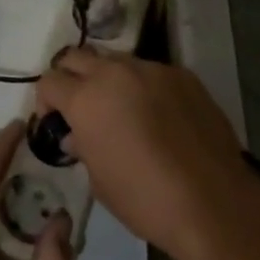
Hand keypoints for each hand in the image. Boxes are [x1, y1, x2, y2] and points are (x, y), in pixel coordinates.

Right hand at [38, 50, 259, 259]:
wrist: (214, 203)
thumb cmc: (145, 200)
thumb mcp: (99, 181)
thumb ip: (83, 147)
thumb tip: (78, 135)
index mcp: (86, 98)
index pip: (49, 81)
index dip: (45, 101)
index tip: (54, 121)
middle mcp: (115, 73)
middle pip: (76, 57)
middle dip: (70, 77)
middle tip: (78, 105)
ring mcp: (152, 70)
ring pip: (116, 60)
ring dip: (108, 79)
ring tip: (121, 109)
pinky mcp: (183, 76)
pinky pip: (152, 72)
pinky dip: (144, 87)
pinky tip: (158, 116)